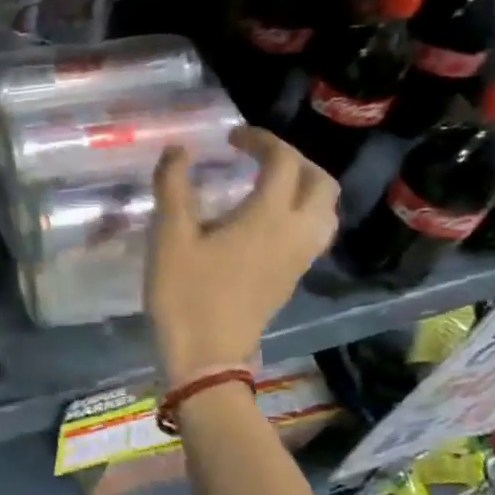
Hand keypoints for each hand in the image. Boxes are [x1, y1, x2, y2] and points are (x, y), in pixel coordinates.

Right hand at [146, 128, 337, 385]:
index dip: (261, 140)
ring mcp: (299, 259)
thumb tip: (178, 149)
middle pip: (321, 183)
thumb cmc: (184, 292)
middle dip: (293, 159)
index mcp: (267, 217)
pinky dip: (300, 212)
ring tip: (267, 183)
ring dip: (304, 186)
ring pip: (326, 211)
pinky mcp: (292, 278)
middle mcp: (294, 233)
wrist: (206, 357)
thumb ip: (173, 186)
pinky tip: (265, 219)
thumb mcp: (169, 235)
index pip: (283, 162)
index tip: (232, 137)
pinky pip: (314, 233)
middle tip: (256, 156)